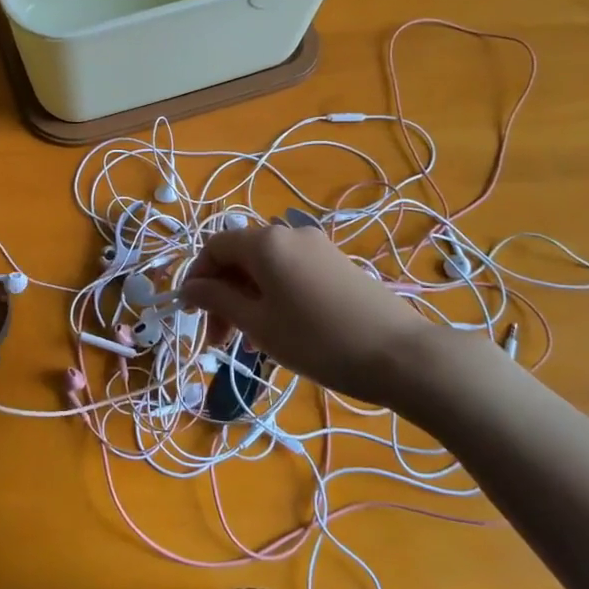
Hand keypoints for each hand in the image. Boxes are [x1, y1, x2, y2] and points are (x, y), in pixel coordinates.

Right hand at [180, 223, 437, 407]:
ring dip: (246, 299)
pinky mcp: (337, 264)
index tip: (191, 315)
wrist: (400, 354)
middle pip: (240, 256)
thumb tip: (189, 288)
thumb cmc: (318, 340)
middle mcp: (289, 234)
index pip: (214, 247)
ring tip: (248, 343)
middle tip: (219, 341)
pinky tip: (279, 331)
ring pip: (265, 268)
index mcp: (265, 242)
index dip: (197, 278)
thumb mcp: (259, 324)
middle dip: (221, 295)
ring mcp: (317, 247)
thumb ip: (219, 301)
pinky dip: (273, 296)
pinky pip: (290, 273)